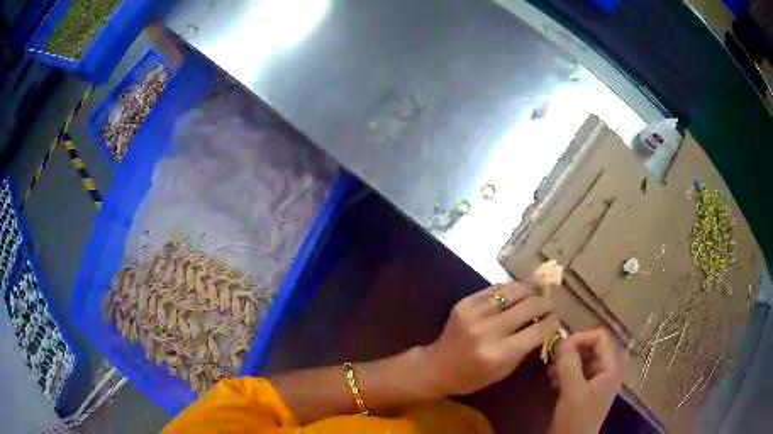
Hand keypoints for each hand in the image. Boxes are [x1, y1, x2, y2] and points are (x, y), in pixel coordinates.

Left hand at [420, 282, 558, 395]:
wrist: (436, 367)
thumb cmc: (472, 377)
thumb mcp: (504, 371)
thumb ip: (526, 348)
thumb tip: (547, 325)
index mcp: (498, 354)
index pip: (538, 330)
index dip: (552, 322)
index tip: (556, 320)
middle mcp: (487, 331)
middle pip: (529, 306)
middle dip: (545, 304)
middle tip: (548, 307)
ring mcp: (474, 314)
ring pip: (513, 290)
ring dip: (529, 291)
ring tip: (534, 296)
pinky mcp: (464, 303)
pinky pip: (495, 289)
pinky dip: (509, 291)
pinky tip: (514, 296)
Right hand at [550, 328, 622, 433]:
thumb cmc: (576, 417)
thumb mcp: (572, 390)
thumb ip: (569, 364)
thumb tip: (561, 340)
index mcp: (611, 367)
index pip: (601, 337)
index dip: (581, 337)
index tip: (560, 347)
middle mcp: (607, 369)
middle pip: (593, 346)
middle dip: (572, 349)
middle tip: (553, 357)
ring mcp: (597, 380)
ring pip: (584, 358)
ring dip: (567, 360)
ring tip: (551, 370)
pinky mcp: (586, 389)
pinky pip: (578, 370)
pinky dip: (566, 370)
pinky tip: (553, 377)